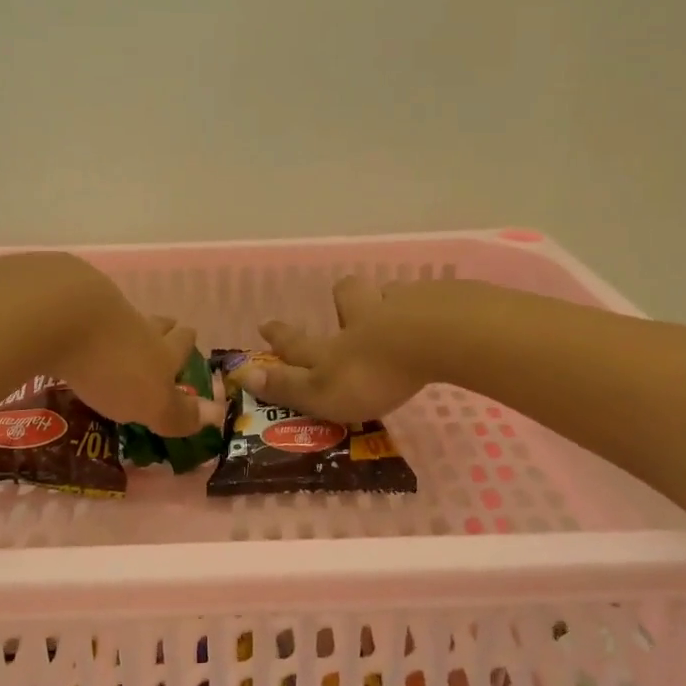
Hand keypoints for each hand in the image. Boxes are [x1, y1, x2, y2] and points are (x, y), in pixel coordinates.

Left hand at [0, 254, 216, 436]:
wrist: (61, 316)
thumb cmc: (113, 367)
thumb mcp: (151, 402)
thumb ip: (177, 412)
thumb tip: (216, 415)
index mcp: (159, 349)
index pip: (180, 342)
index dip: (186, 340)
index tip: (190, 333)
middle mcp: (133, 324)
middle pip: (152, 322)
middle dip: (160, 327)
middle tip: (164, 326)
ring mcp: (95, 308)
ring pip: (115, 315)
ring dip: (119, 324)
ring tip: (114, 333)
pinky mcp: (58, 300)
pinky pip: (74, 310)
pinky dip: (78, 320)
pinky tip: (68, 327)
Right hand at [240, 276, 433, 421]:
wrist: (435, 338)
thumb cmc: (374, 372)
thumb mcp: (323, 390)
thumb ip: (287, 387)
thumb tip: (242, 375)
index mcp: (334, 345)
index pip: (298, 341)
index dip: (280, 336)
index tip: (265, 325)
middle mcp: (362, 316)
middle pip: (347, 296)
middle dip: (343, 299)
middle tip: (347, 304)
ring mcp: (403, 304)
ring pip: (388, 294)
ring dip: (387, 302)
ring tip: (398, 313)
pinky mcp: (443, 301)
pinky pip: (430, 300)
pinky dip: (428, 308)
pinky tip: (439, 320)